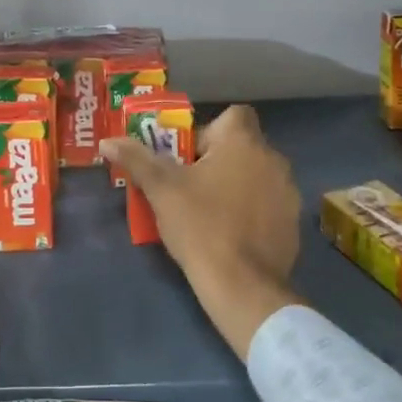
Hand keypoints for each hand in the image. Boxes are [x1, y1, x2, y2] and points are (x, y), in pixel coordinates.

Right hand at [102, 104, 304, 358]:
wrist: (242, 286)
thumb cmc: (200, 226)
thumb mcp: (161, 190)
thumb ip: (136, 159)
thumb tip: (107, 141)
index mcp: (243, 143)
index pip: (234, 115)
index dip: (211, 131)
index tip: (191, 156)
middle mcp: (273, 159)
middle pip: (243, 146)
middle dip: (219, 160)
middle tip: (192, 186)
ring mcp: (288, 191)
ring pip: (258, 175)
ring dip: (238, 184)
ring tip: (212, 211)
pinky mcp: (294, 222)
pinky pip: (270, 203)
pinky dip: (254, 210)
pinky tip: (234, 234)